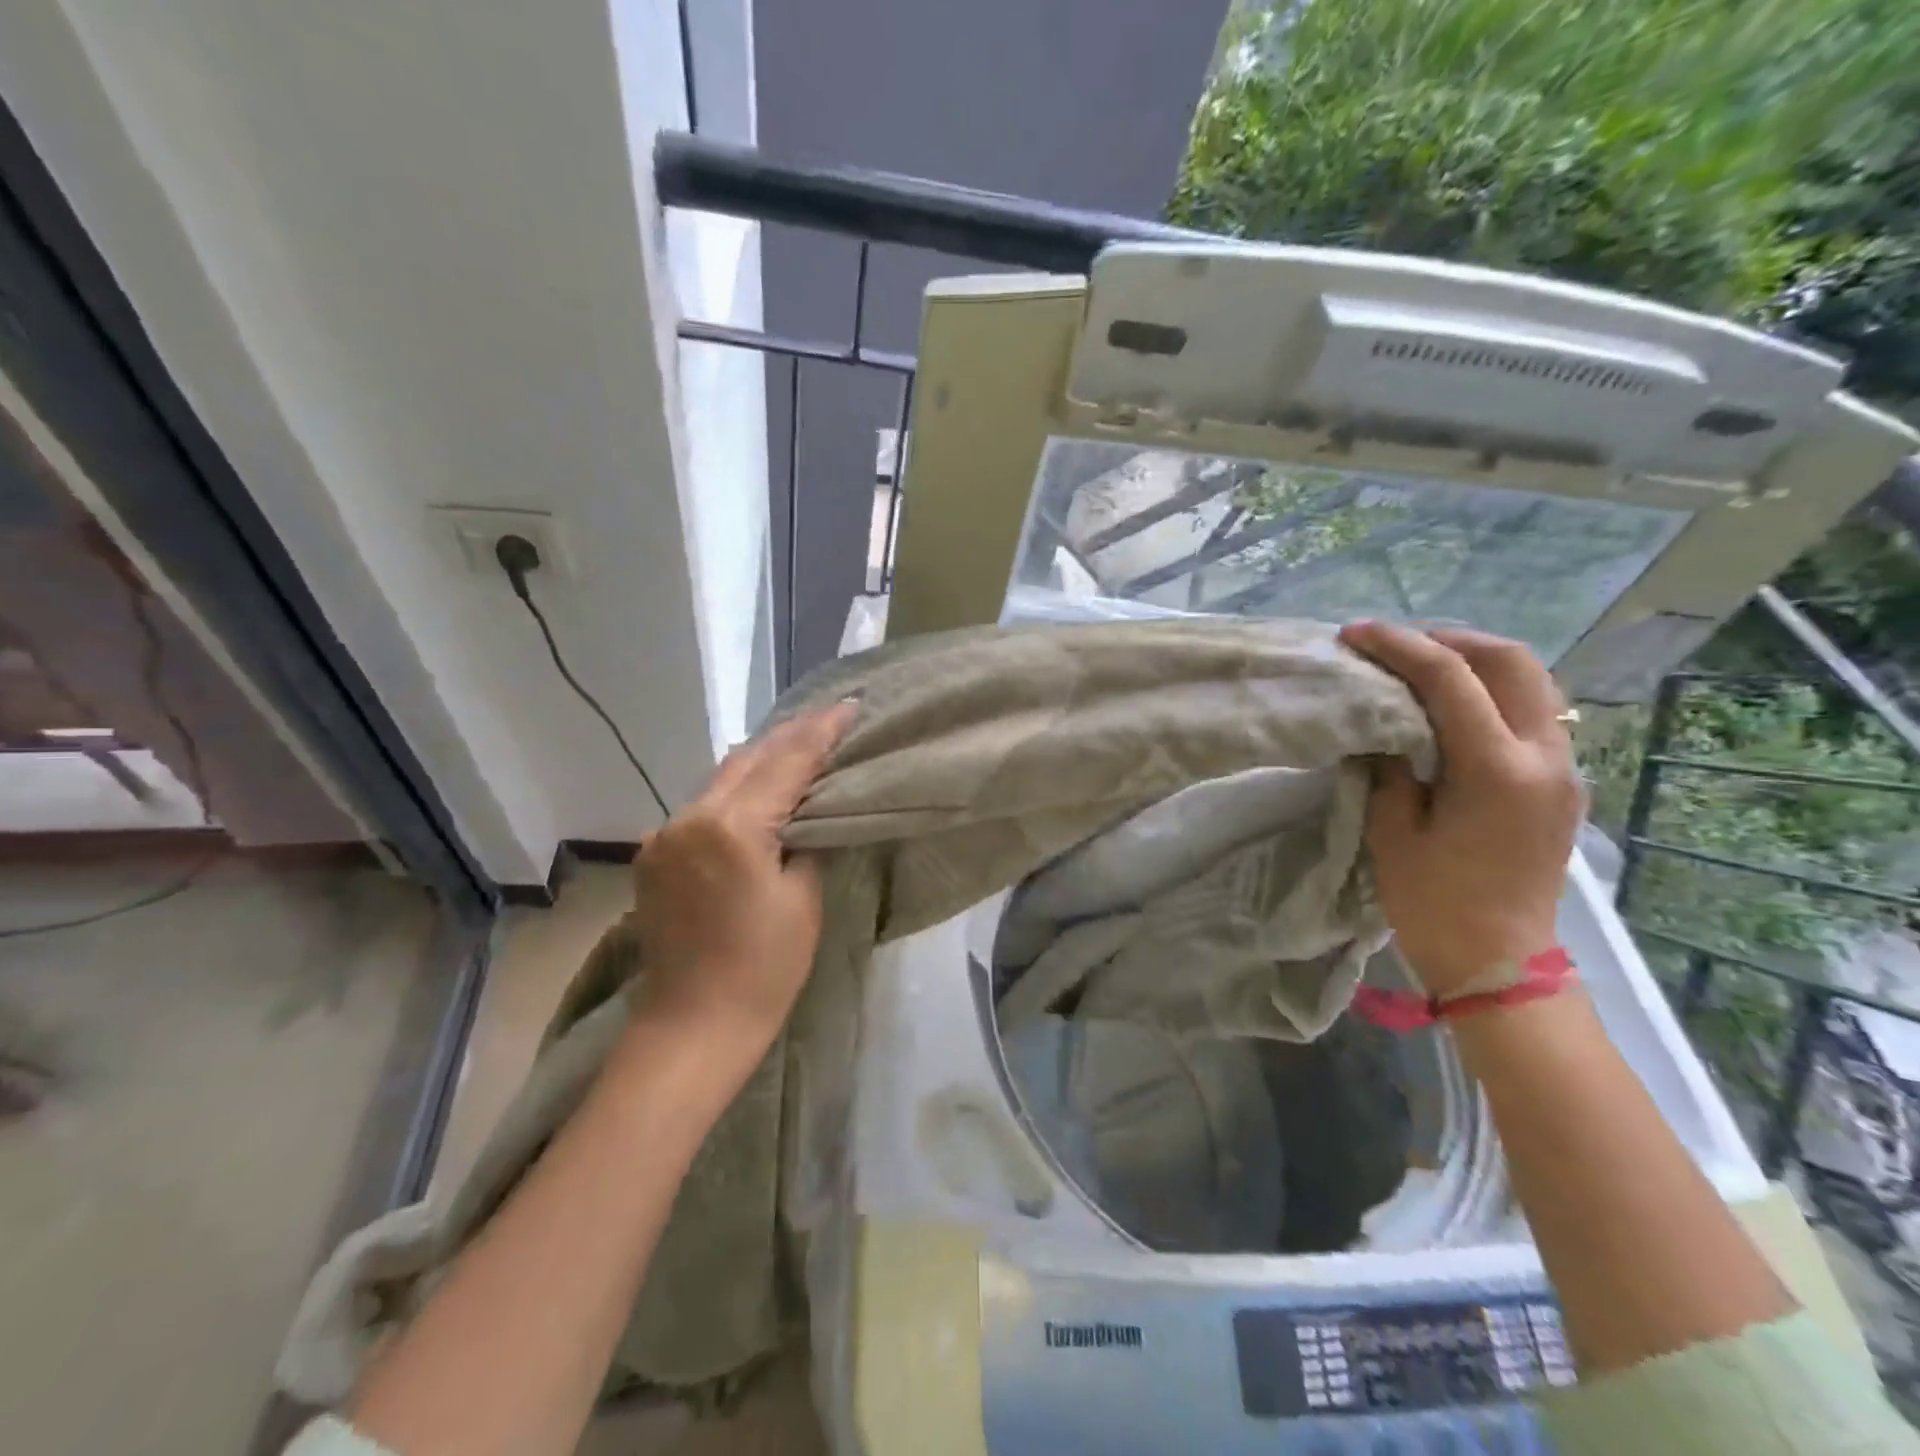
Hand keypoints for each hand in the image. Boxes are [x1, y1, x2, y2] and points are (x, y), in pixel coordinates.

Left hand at [628, 701, 857, 1055]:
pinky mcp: (655, 855)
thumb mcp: (804, 899)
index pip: (786, 763)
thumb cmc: (764, 970)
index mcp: (732, 827)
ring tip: (800, 746)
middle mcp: (689, 818)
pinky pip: (703, 806)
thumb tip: (811, 811)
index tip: (851, 706)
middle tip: (830, 718)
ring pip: (722, 779)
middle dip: (791, 736)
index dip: (821, 732)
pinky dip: (736, 792)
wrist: (692, 1029)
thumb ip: (808, 839)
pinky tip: (758, 790)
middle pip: (748, 759)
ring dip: (762, 761)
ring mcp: (665, 835)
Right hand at [1338, 621, 1580, 998]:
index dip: (1399, 646)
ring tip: (1421, 666)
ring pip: (1532, 681)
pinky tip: (1452, 706)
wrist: (1500, 963)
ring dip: (1475, 661)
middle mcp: (1545, 757)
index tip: (1356, 634)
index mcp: (1497, 770)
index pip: (1451, 679)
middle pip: (1512, 661)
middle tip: (1396, 645)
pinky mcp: (1561, 782)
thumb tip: (1382, 725)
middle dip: (1449, 639)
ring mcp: (1563, 768)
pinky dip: (1491, 691)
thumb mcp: (1392, 831)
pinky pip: (1533, 711)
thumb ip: (1389, 766)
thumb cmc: (1434, 903)